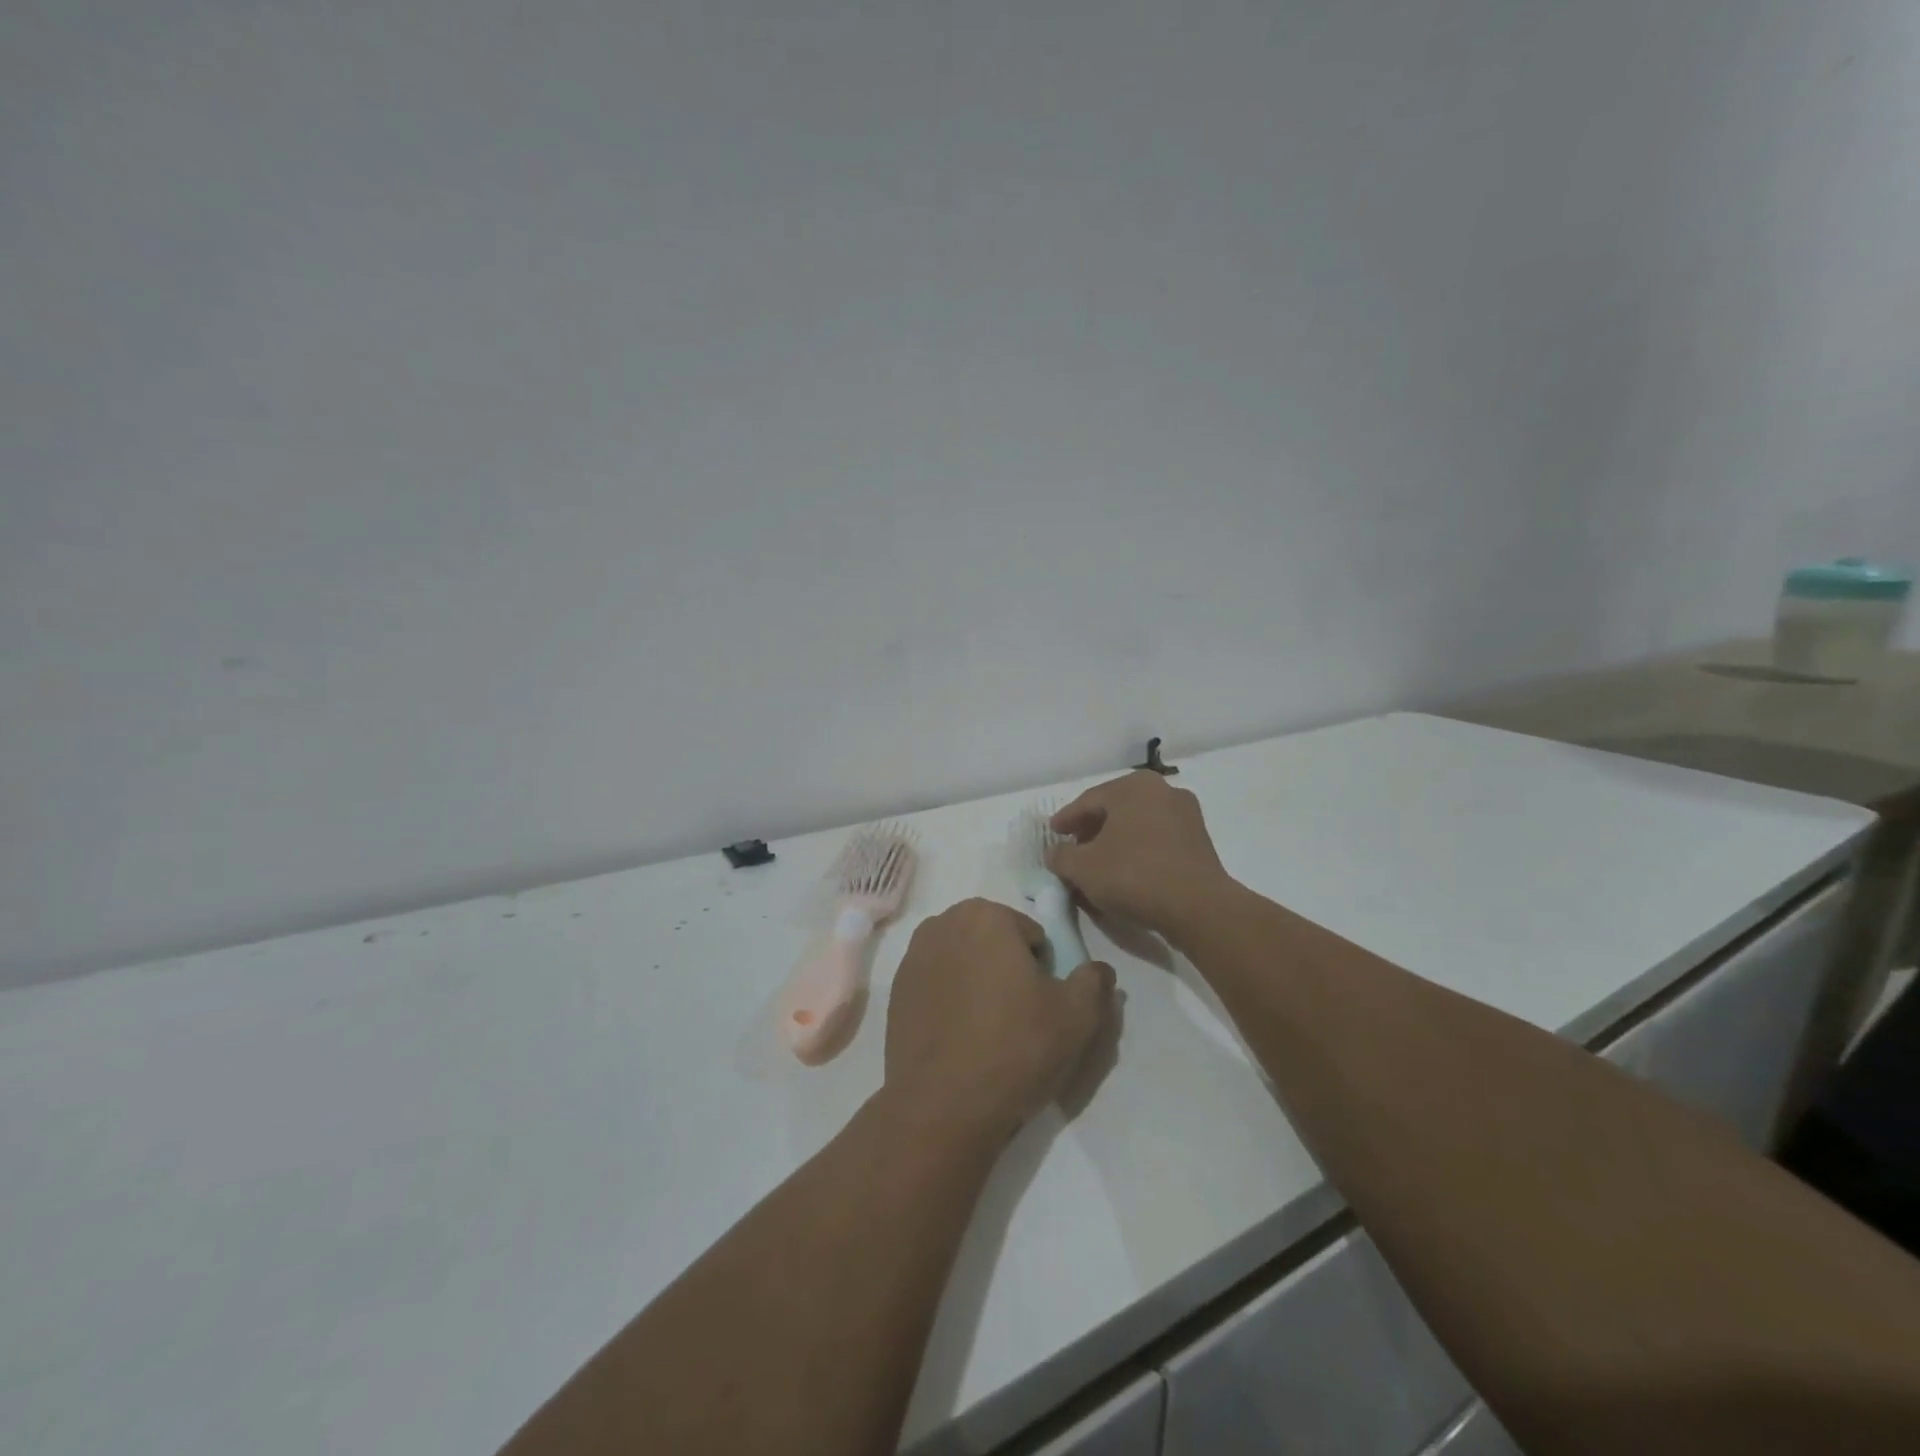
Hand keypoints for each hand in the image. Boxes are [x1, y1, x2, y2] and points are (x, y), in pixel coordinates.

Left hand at [884, 899, 1115, 1144]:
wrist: (942, 1106)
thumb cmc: (1015, 1048)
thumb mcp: (1077, 1017)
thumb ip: (1093, 982)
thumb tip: (1099, 969)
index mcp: (985, 916)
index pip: (1030, 934)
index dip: (1042, 969)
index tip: (1041, 1004)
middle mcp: (943, 923)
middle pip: (992, 942)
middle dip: (1007, 969)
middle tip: (1019, 1017)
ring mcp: (912, 957)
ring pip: (963, 962)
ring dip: (977, 982)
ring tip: (988, 1031)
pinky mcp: (895, 991)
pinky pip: (937, 985)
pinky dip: (950, 1000)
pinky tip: (958, 1039)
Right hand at [1047, 772, 1236, 941]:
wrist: (1198, 907)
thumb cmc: (1134, 876)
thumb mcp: (1083, 868)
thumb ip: (1061, 856)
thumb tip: (1054, 853)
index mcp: (1134, 787)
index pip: (1089, 800)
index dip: (1066, 819)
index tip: (1053, 834)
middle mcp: (1163, 791)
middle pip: (1115, 809)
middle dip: (1091, 829)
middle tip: (1073, 848)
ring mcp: (1186, 815)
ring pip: (1137, 825)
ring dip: (1115, 841)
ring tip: (1098, 863)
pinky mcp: (1199, 842)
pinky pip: (1157, 840)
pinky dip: (1137, 851)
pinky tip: (1126, 871)